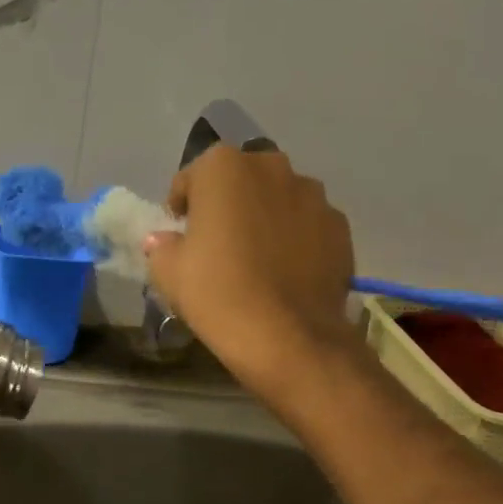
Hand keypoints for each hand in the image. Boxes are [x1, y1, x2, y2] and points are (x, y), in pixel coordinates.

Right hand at [144, 145, 360, 406]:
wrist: (287, 336)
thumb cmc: (217, 292)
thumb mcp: (168, 271)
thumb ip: (162, 245)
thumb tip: (165, 240)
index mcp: (223, 167)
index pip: (191, 178)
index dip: (182, 208)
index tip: (181, 236)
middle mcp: (271, 166)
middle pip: (239, 181)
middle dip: (227, 205)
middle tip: (217, 244)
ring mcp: (312, 194)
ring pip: (277, 199)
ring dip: (263, 218)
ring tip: (256, 259)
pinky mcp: (340, 226)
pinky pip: (307, 224)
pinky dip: (295, 239)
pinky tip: (285, 273)